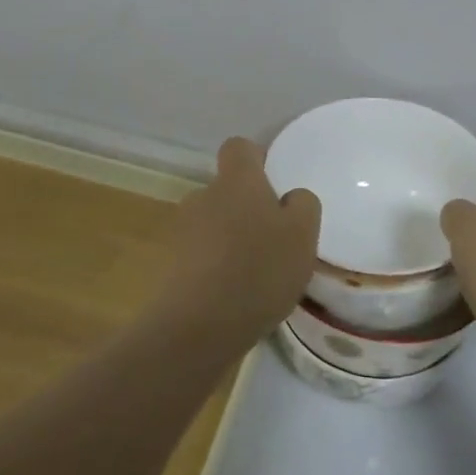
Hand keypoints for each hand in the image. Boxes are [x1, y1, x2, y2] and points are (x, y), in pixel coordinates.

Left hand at [162, 137, 319, 355]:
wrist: (197, 326)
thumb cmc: (258, 269)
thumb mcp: (302, 235)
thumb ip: (303, 205)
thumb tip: (290, 198)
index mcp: (236, 180)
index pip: (239, 147)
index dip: (257, 159)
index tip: (275, 183)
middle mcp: (204, 196)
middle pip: (227, 189)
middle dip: (247, 207)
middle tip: (274, 238)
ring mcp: (183, 230)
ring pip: (214, 223)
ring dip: (231, 239)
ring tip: (256, 273)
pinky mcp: (172, 265)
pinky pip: (202, 255)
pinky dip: (217, 267)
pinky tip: (236, 295)